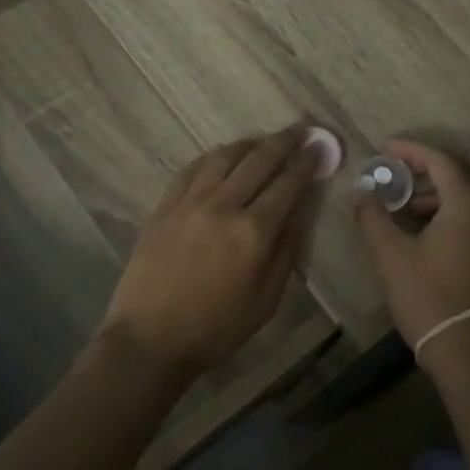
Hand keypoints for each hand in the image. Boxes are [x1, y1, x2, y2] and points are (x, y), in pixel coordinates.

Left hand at [97, 125, 323, 383]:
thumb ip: (286, 251)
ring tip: (262, 141)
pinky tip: (221, 157)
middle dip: (283, 142)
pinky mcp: (163, 207)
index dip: (307, 163)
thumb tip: (301, 210)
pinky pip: (191, 170)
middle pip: (258, 161)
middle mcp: (223, 206)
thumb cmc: (216, 329)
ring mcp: (189, 203)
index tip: (319, 148)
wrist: (150, 339)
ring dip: (248, 144)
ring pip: (223, 157)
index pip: (288, 184)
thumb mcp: (266, 300)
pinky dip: (212, 158)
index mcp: (253, 233)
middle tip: (299, 129)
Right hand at [355, 138, 469, 375]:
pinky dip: (460, 208)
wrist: (469, 350)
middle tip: (405, 171)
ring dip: (447, 188)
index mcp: (468, 203)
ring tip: (410, 208)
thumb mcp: (391, 255)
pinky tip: (432, 230)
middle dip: (436, 163)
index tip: (385, 148)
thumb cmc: (428, 297)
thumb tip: (359, 193)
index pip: (441, 159)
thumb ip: (373, 217)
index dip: (411, 150)